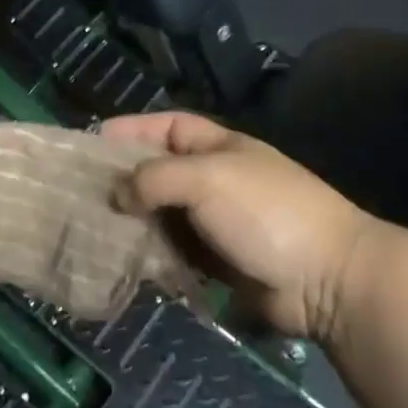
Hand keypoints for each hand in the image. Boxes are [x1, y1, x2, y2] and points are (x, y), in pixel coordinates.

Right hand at [102, 112, 385, 341]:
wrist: (327, 280)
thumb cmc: (266, 212)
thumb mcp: (207, 179)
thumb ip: (155, 178)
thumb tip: (117, 194)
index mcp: (219, 147)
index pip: (168, 127)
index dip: (132, 129)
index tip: (93, 141)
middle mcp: (215, 180)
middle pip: (159, 172)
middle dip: (123, 179)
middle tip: (80, 192)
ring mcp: (216, 223)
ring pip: (162, 215)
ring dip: (132, 220)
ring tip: (90, 228)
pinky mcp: (217, 263)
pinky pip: (173, 252)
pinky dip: (149, 254)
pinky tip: (121, 260)